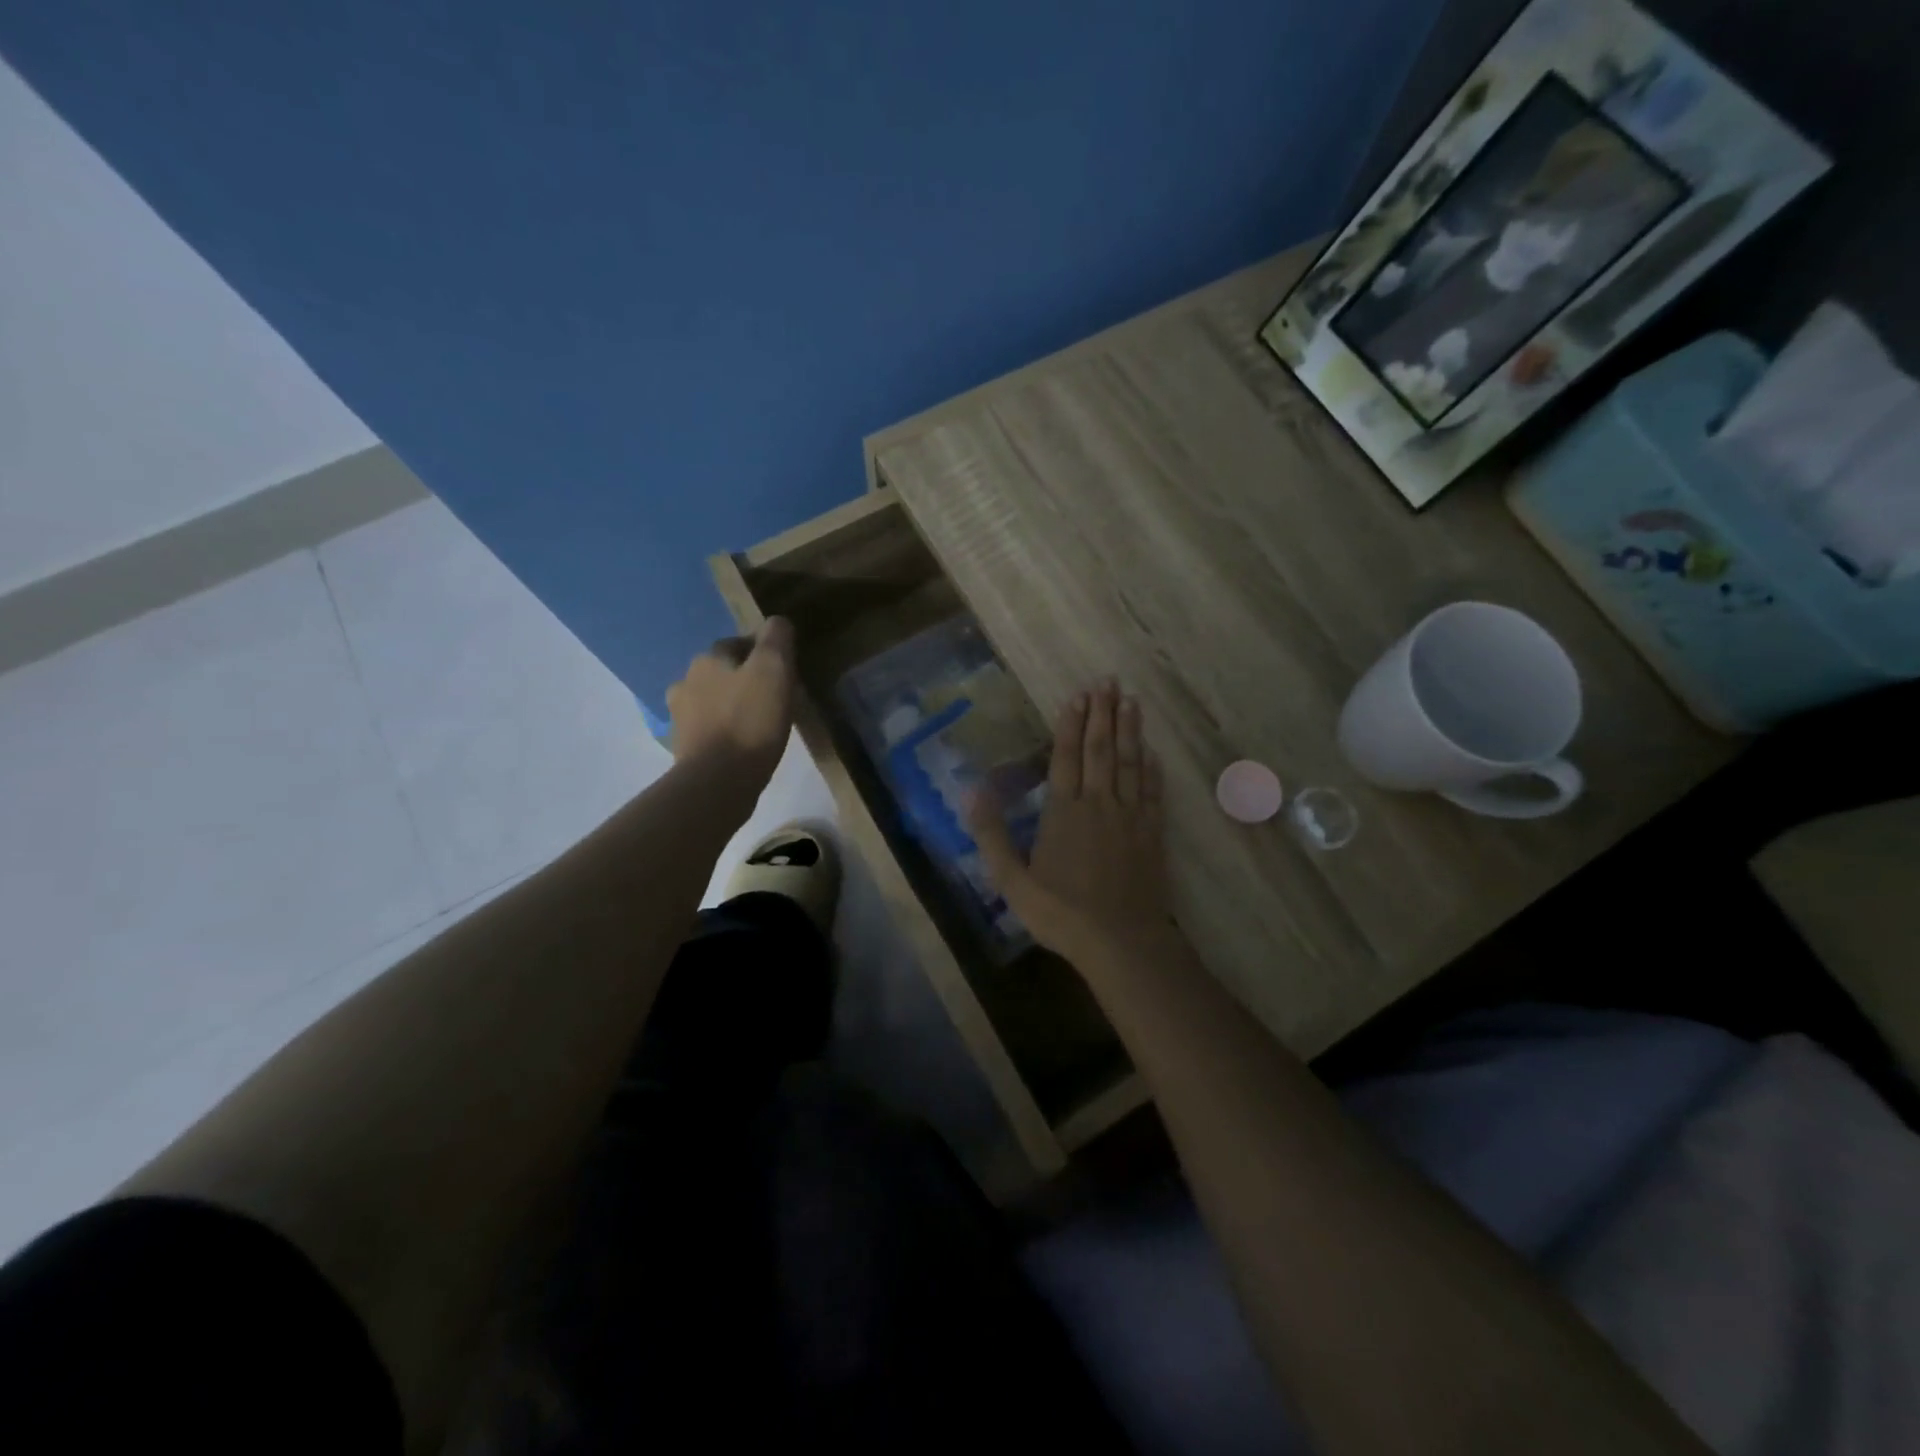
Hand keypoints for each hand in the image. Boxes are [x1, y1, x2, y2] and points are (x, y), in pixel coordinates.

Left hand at [666, 617, 796, 790]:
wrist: (718, 781)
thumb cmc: (750, 721)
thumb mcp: (774, 670)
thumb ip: (777, 639)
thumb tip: (777, 622)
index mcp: (708, 659)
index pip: (738, 644)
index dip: (763, 655)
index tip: (784, 673)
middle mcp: (686, 681)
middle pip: (723, 673)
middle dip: (745, 681)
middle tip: (774, 699)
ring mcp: (680, 717)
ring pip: (713, 701)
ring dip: (732, 706)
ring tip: (759, 724)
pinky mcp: (684, 748)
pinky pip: (709, 730)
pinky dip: (724, 732)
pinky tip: (742, 745)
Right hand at [969, 680, 1168, 963]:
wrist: (1120, 941)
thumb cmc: (1061, 913)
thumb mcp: (1011, 880)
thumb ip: (992, 834)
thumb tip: (973, 791)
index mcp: (1064, 812)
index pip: (1066, 758)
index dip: (1072, 725)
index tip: (1079, 695)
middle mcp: (1098, 804)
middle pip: (1101, 750)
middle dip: (1103, 714)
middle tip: (1109, 682)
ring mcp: (1130, 817)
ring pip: (1129, 764)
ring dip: (1130, 731)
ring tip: (1131, 701)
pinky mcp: (1152, 834)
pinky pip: (1153, 792)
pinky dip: (1152, 769)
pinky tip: (1152, 752)